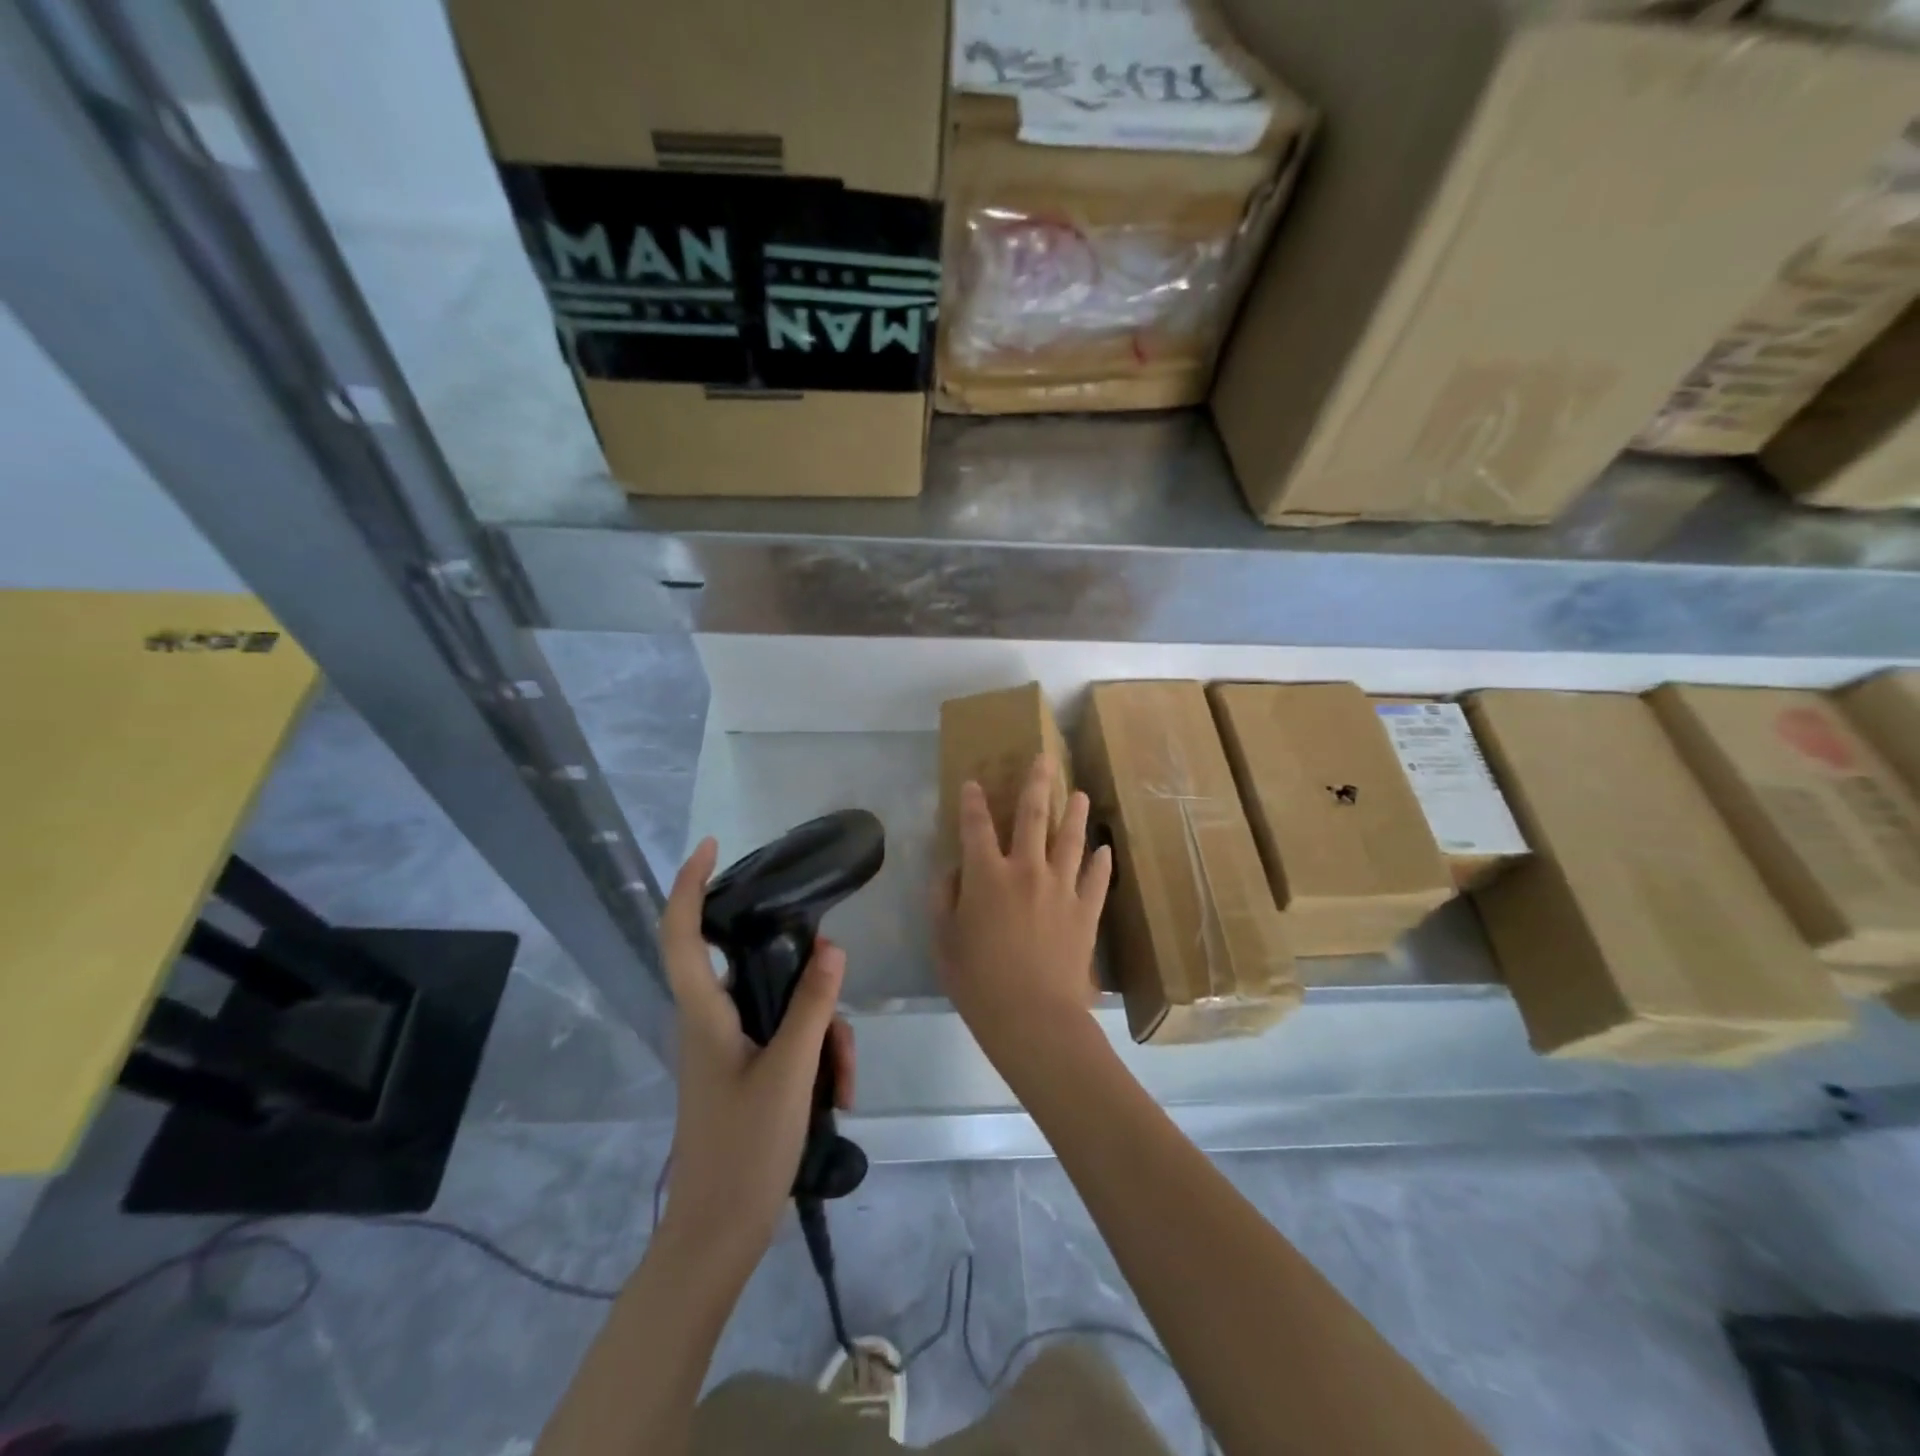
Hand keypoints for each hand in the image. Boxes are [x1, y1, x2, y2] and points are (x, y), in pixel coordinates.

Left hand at [658, 837, 854, 1272]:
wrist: (718, 1237)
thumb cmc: (744, 1152)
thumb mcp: (791, 1072)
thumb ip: (811, 1006)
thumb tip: (831, 946)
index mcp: (703, 1015)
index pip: (680, 934)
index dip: (688, 885)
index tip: (712, 846)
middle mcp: (709, 1022)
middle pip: (754, 969)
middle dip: (805, 982)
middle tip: (835, 1014)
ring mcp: (727, 1048)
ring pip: (781, 1008)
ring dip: (821, 1033)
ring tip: (843, 1080)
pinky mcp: (744, 1070)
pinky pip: (785, 1039)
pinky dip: (815, 1056)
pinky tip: (837, 1095)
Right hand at [933, 755, 1112, 1076]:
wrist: (1033, 1016)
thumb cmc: (978, 981)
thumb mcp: (944, 941)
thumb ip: (944, 899)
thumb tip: (952, 871)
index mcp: (987, 875)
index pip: (976, 826)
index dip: (972, 802)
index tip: (972, 782)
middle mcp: (1026, 869)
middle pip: (1033, 816)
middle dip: (1036, 784)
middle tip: (1043, 759)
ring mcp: (1061, 887)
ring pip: (1070, 839)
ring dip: (1074, 813)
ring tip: (1079, 792)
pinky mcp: (1086, 910)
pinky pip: (1096, 879)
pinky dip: (1101, 862)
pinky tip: (1105, 849)